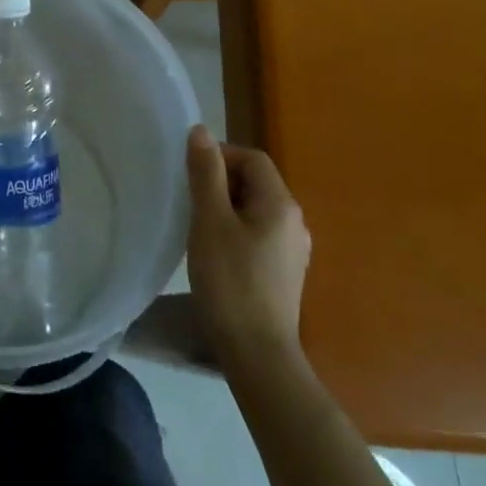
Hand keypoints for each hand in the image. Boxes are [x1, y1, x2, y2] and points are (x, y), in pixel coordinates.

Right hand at [186, 124, 310, 364]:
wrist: (258, 354)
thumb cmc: (230, 281)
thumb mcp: (210, 221)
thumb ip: (205, 173)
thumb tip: (200, 131)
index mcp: (281, 203)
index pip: (252, 158)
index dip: (220, 156)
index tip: (190, 176)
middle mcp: (295, 221)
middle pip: (256, 182)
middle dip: (221, 183)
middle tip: (190, 202)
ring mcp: (294, 250)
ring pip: (255, 210)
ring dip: (226, 209)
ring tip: (198, 228)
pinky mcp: (286, 273)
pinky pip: (259, 235)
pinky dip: (236, 232)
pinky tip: (217, 254)